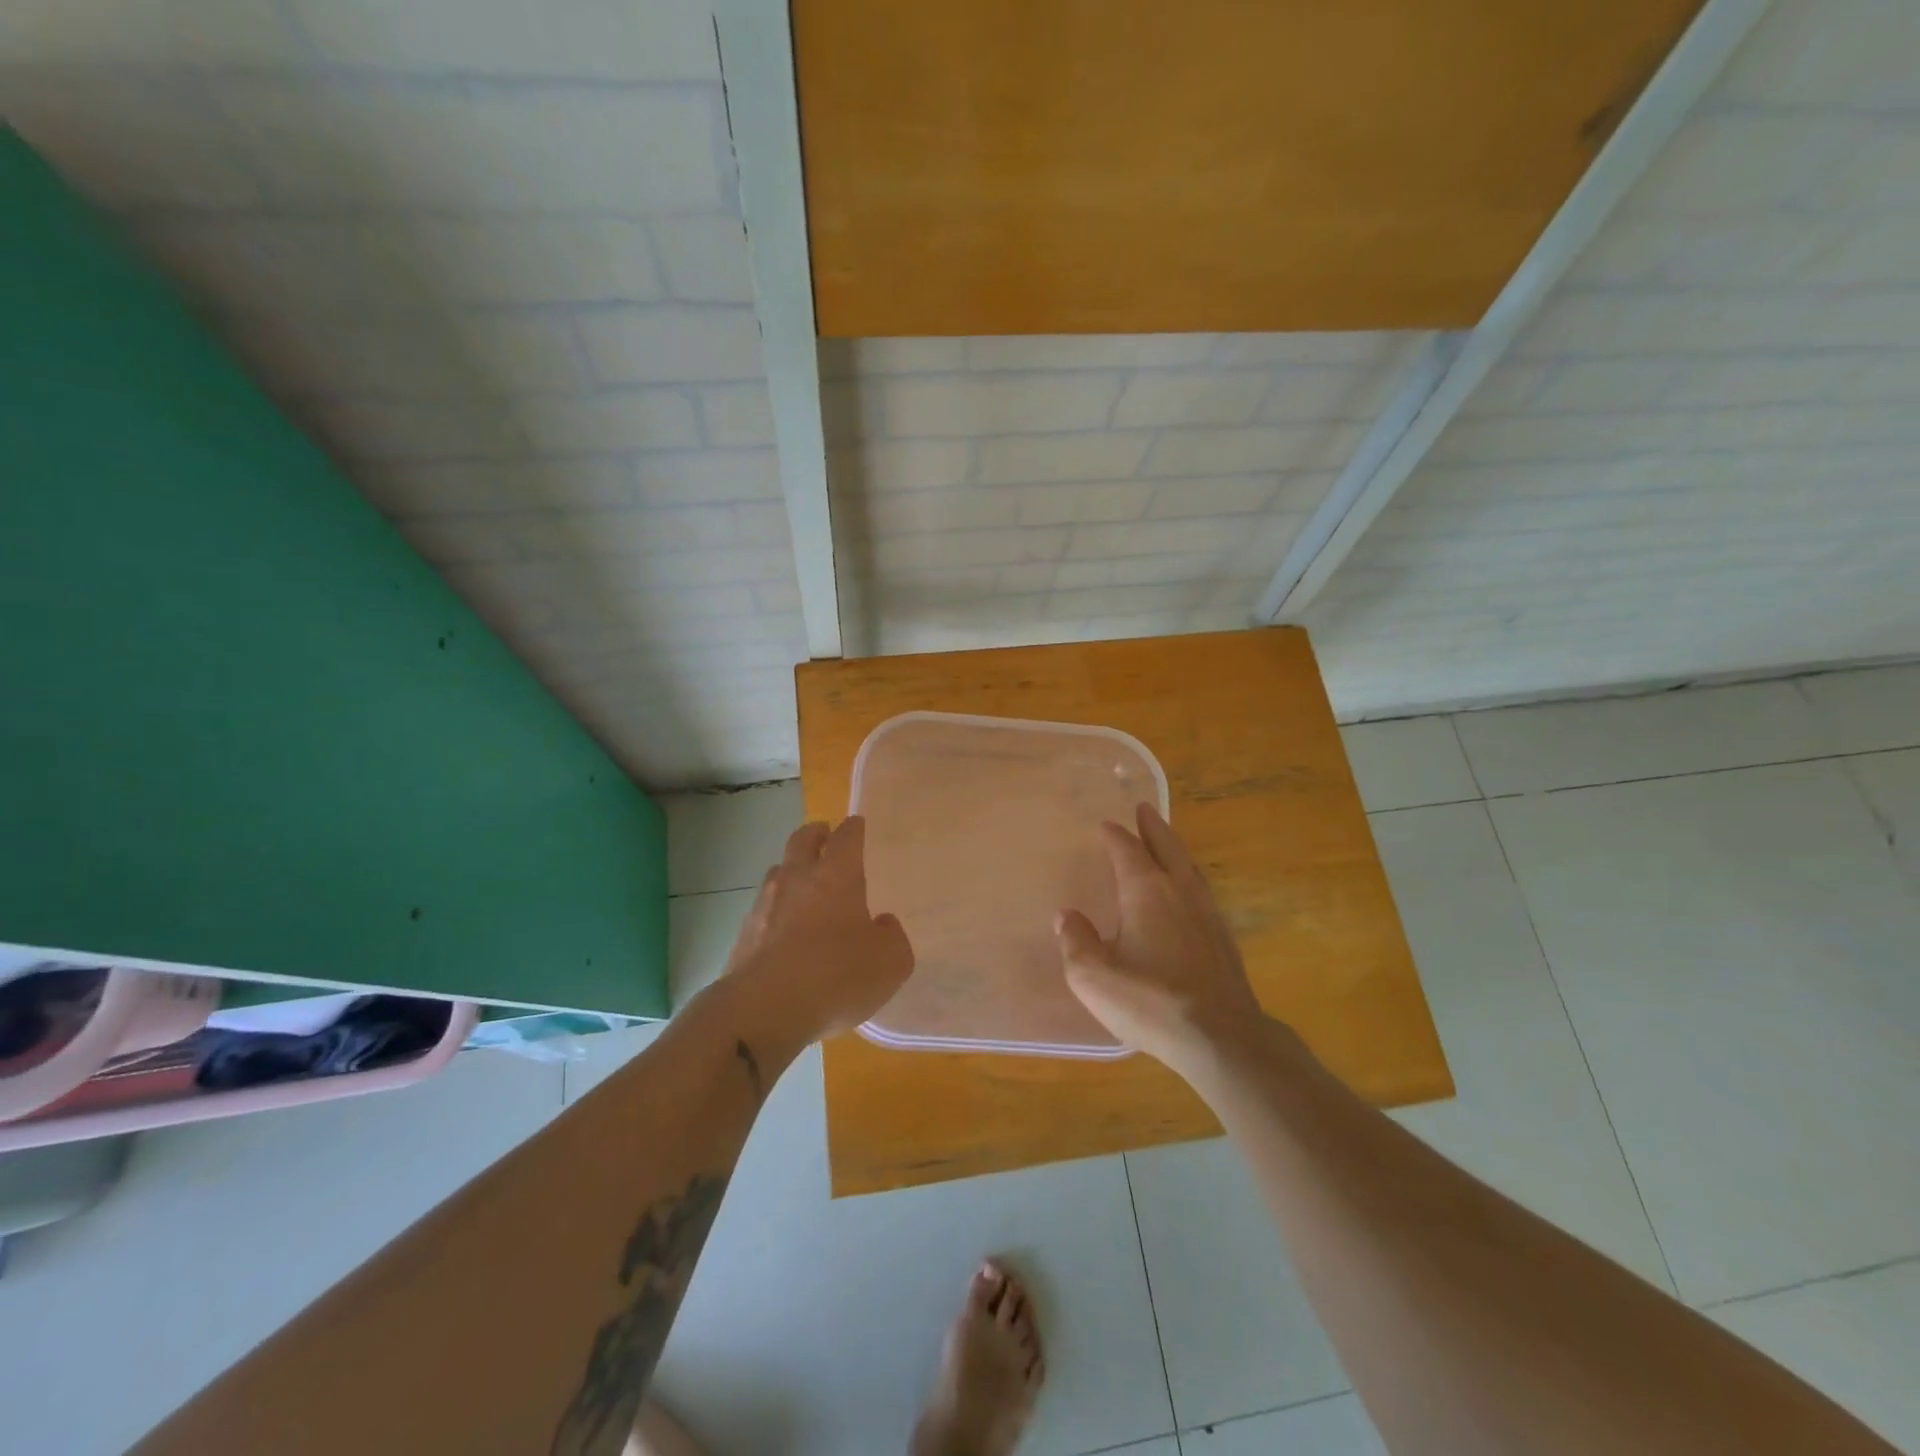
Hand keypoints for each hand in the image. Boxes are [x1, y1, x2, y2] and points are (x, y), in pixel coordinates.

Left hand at [725, 816, 913, 1041]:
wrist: (764, 1009)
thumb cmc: (837, 976)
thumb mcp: (890, 962)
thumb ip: (892, 937)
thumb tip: (881, 924)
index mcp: (837, 876)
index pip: (846, 837)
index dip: (853, 828)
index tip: (856, 824)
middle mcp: (797, 879)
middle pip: (802, 840)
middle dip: (815, 834)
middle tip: (823, 835)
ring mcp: (765, 905)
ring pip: (777, 873)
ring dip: (791, 870)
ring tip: (802, 884)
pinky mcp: (743, 935)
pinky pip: (763, 911)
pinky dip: (775, 912)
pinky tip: (783, 931)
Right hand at [1055, 804, 1264, 1073]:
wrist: (1221, 1038)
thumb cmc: (1150, 1001)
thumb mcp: (1093, 976)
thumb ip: (1075, 941)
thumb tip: (1067, 916)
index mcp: (1146, 891)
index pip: (1127, 850)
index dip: (1116, 835)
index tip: (1107, 824)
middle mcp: (1179, 892)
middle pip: (1167, 847)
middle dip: (1153, 827)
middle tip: (1144, 809)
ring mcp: (1207, 914)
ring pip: (1189, 867)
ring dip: (1174, 849)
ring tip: (1165, 842)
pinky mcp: (1223, 939)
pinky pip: (1202, 891)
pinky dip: (1188, 877)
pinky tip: (1187, 893)